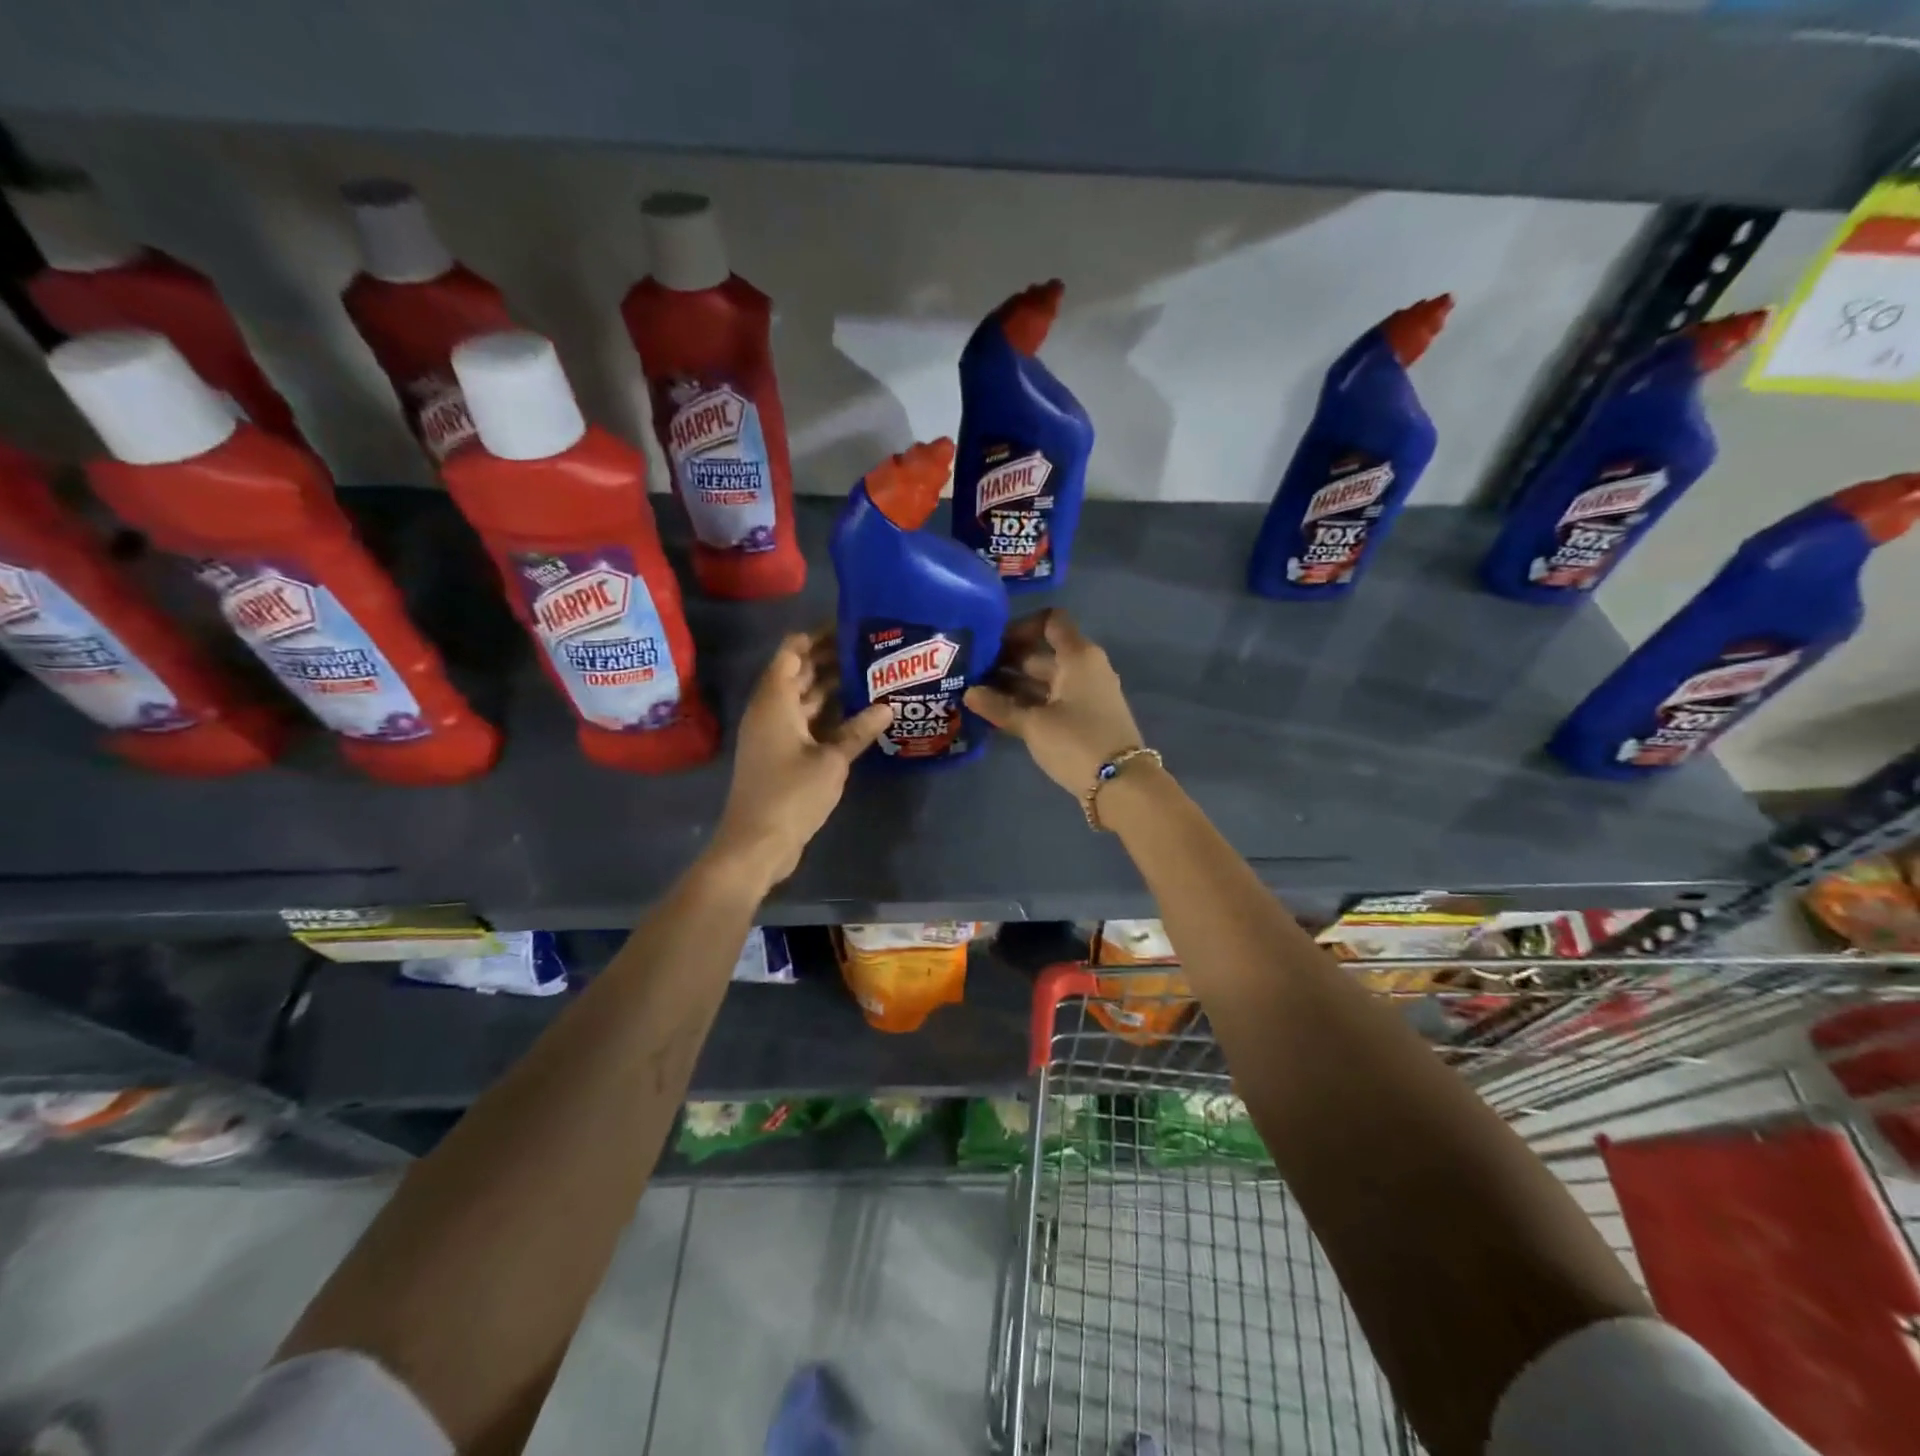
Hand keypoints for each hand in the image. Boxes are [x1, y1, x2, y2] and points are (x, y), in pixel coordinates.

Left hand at [711, 632, 892, 886]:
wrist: (757, 844)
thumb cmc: (791, 795)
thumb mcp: (832, 760)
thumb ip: (858, 730)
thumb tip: (887, 707)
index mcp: (774, 700)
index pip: (791, 651)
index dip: (817, 635)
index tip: (850, 624)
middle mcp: (770, 710)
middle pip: (798, 672)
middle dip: (829, 657)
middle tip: (870, 647)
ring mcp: (774, 733)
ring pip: (803, 698)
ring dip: (830, 686)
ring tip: (870, 673)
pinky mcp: (781, 754)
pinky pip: (805, 722)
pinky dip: (827, 714)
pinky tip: (858, 712)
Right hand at [965, 610, 1144, 798]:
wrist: (1121, 785)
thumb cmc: (1077, 742)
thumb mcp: (1033, 724)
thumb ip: (999, 706)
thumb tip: (968, 693)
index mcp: (1078, 656)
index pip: (1050, 621)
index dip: (1020, 627)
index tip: (991, 643)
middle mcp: (1084, 668)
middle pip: (1042, 653)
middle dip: (1007, 660)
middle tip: (971, 672)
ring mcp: (1085, 694)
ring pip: (1044, 680)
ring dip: (1013, 685)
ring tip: (977, 694)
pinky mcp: (1084, 718)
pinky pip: (1050, 700)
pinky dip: (1027, 703)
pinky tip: (999, 713)